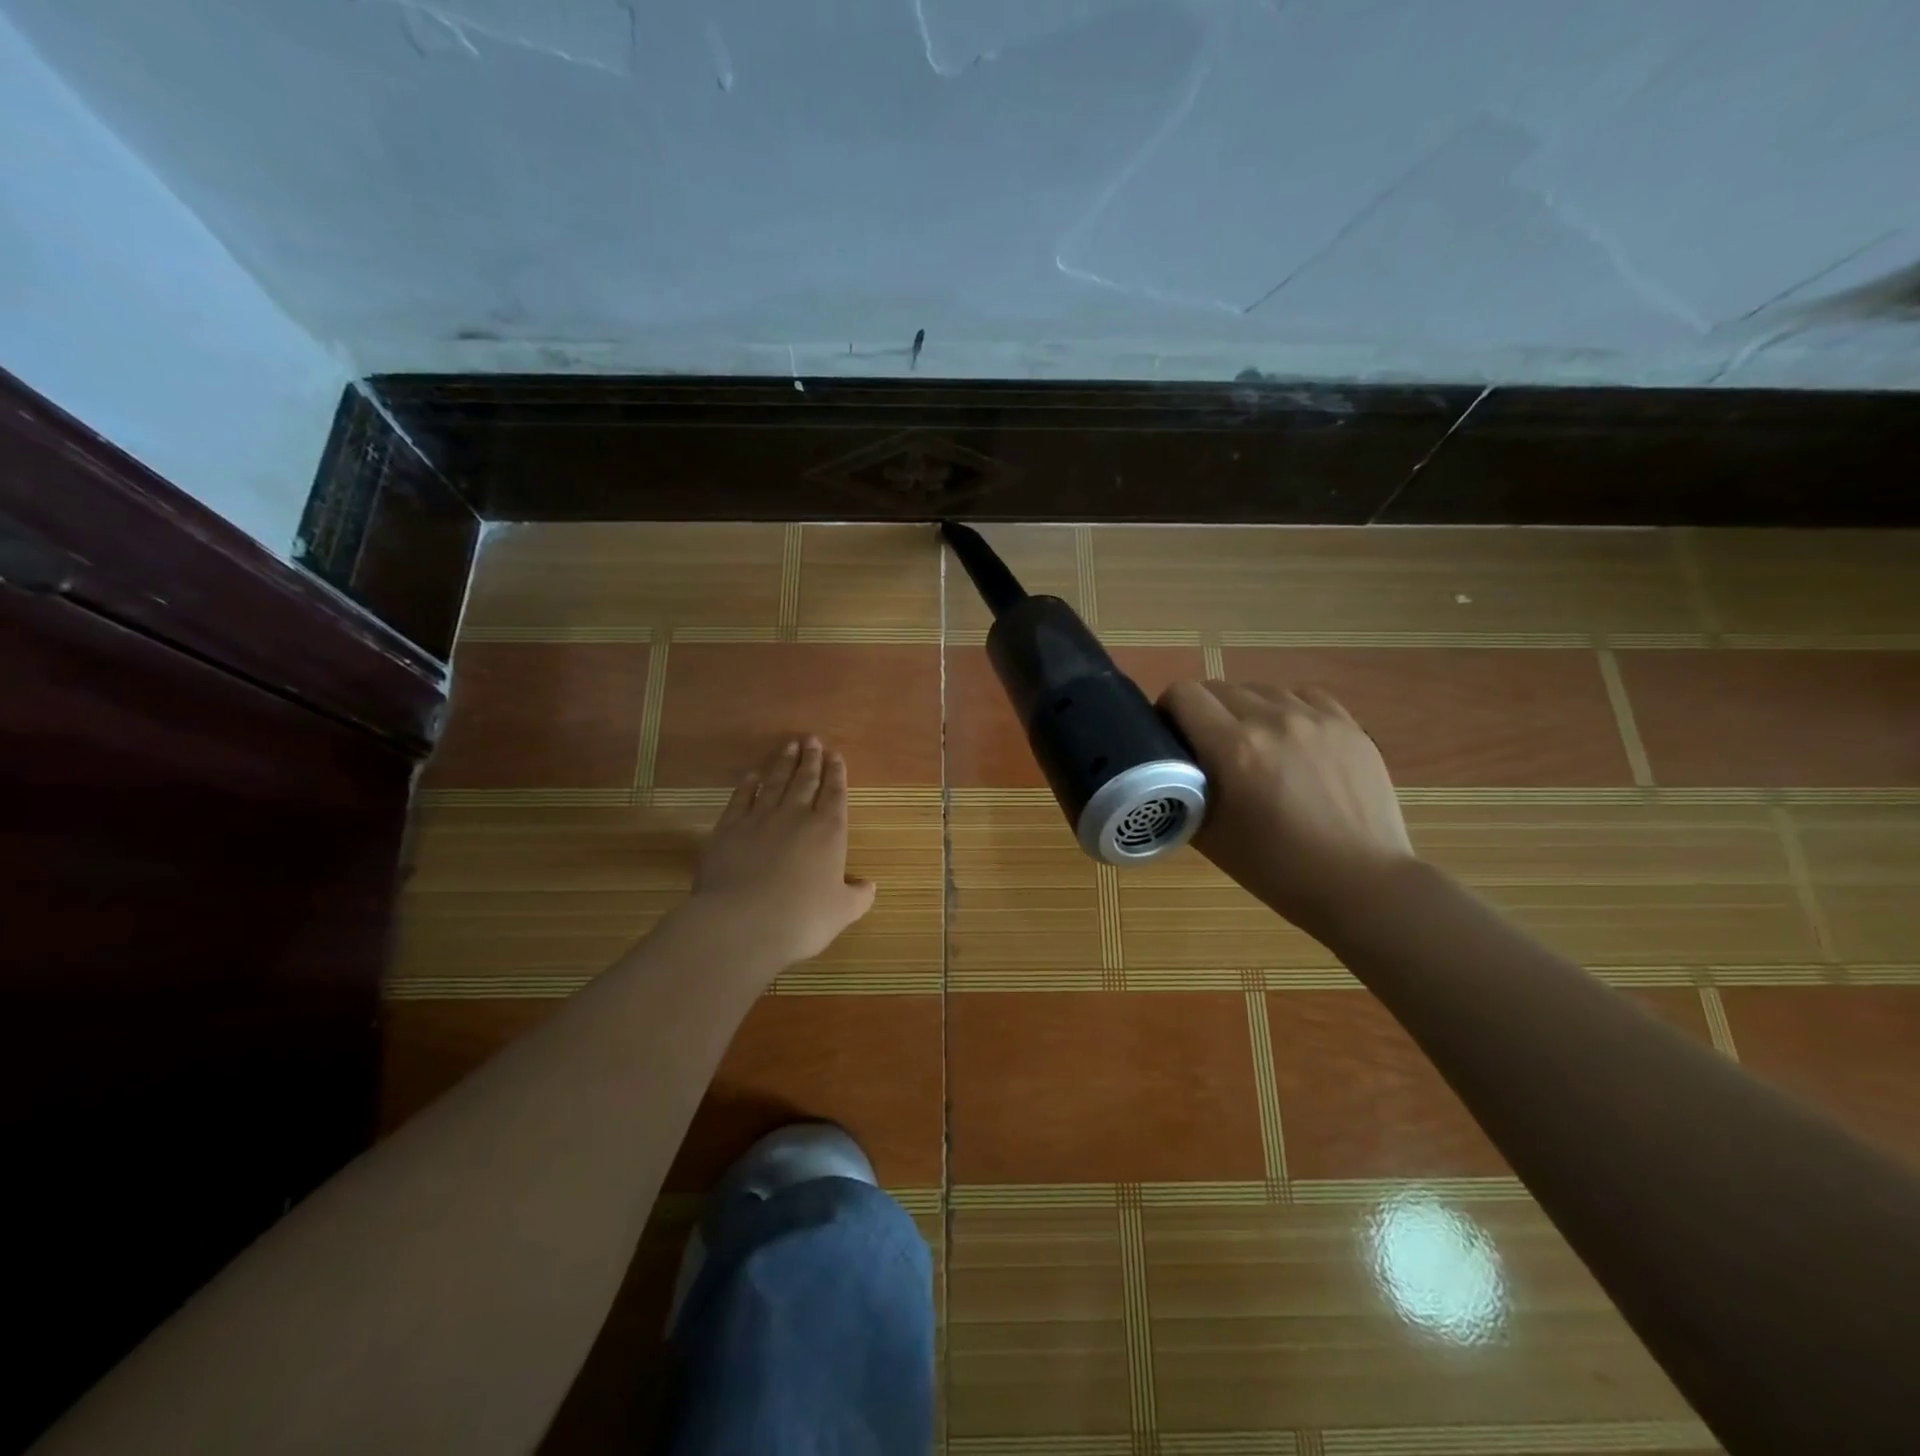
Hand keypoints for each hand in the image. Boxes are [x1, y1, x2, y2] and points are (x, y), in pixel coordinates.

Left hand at [686, 737, 877, 971]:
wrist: (742, 923)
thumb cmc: (802, 918)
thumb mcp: (842, 912)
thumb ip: (858, 896)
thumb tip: (869, 885)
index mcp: (828, 832)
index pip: (835, 794)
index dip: (836, 774)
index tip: (835, 755)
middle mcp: (796, 817)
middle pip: (805, 781)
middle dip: (811, 759)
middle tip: (812, 740)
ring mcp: (760, 819)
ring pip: (775, 783)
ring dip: (783, 763)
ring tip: (789, 746)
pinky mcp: (729, 828)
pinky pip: (741, 799)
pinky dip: (748, 785)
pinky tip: (752, 776)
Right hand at [1159, 680, 1416, 938]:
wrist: (1360, 883)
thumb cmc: (1276, 868)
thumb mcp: (1209, 835)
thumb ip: (1183, 790)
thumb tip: (1174, 767)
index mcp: (1233, 748)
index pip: (1183, 695)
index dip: (1168, 711)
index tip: (1171, 735)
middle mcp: (1272, 720)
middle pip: (1218, 688)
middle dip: (1204, 712)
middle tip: (1209, 748)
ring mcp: (1315, 718)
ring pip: (1260, 690)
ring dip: (1245, 710)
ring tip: (1254, 745)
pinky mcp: (1348, 724)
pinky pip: (1303, 696)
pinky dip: (1286, 710)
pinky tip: (1291, 740)